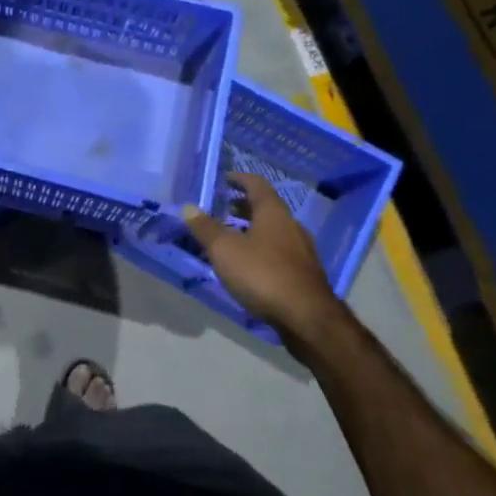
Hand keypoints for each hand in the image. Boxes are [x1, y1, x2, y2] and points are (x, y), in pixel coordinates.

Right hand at [180, 173, 339, 337]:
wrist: (307, 317)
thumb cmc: (263, 274)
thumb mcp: (225, 250)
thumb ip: (206, 228)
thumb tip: (189, 207)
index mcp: (273, 213)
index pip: (257, 185)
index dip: (240, 179)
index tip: (225, 179)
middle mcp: (291, 226)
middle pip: (266, 208)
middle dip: (244, 206)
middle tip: (223, 208)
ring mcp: (301, 251)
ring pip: (273, 231)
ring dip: (252, 228)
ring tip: (231, 236)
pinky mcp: (303, 273)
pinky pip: (278, 251)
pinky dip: (261, 248)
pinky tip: (249, 264)